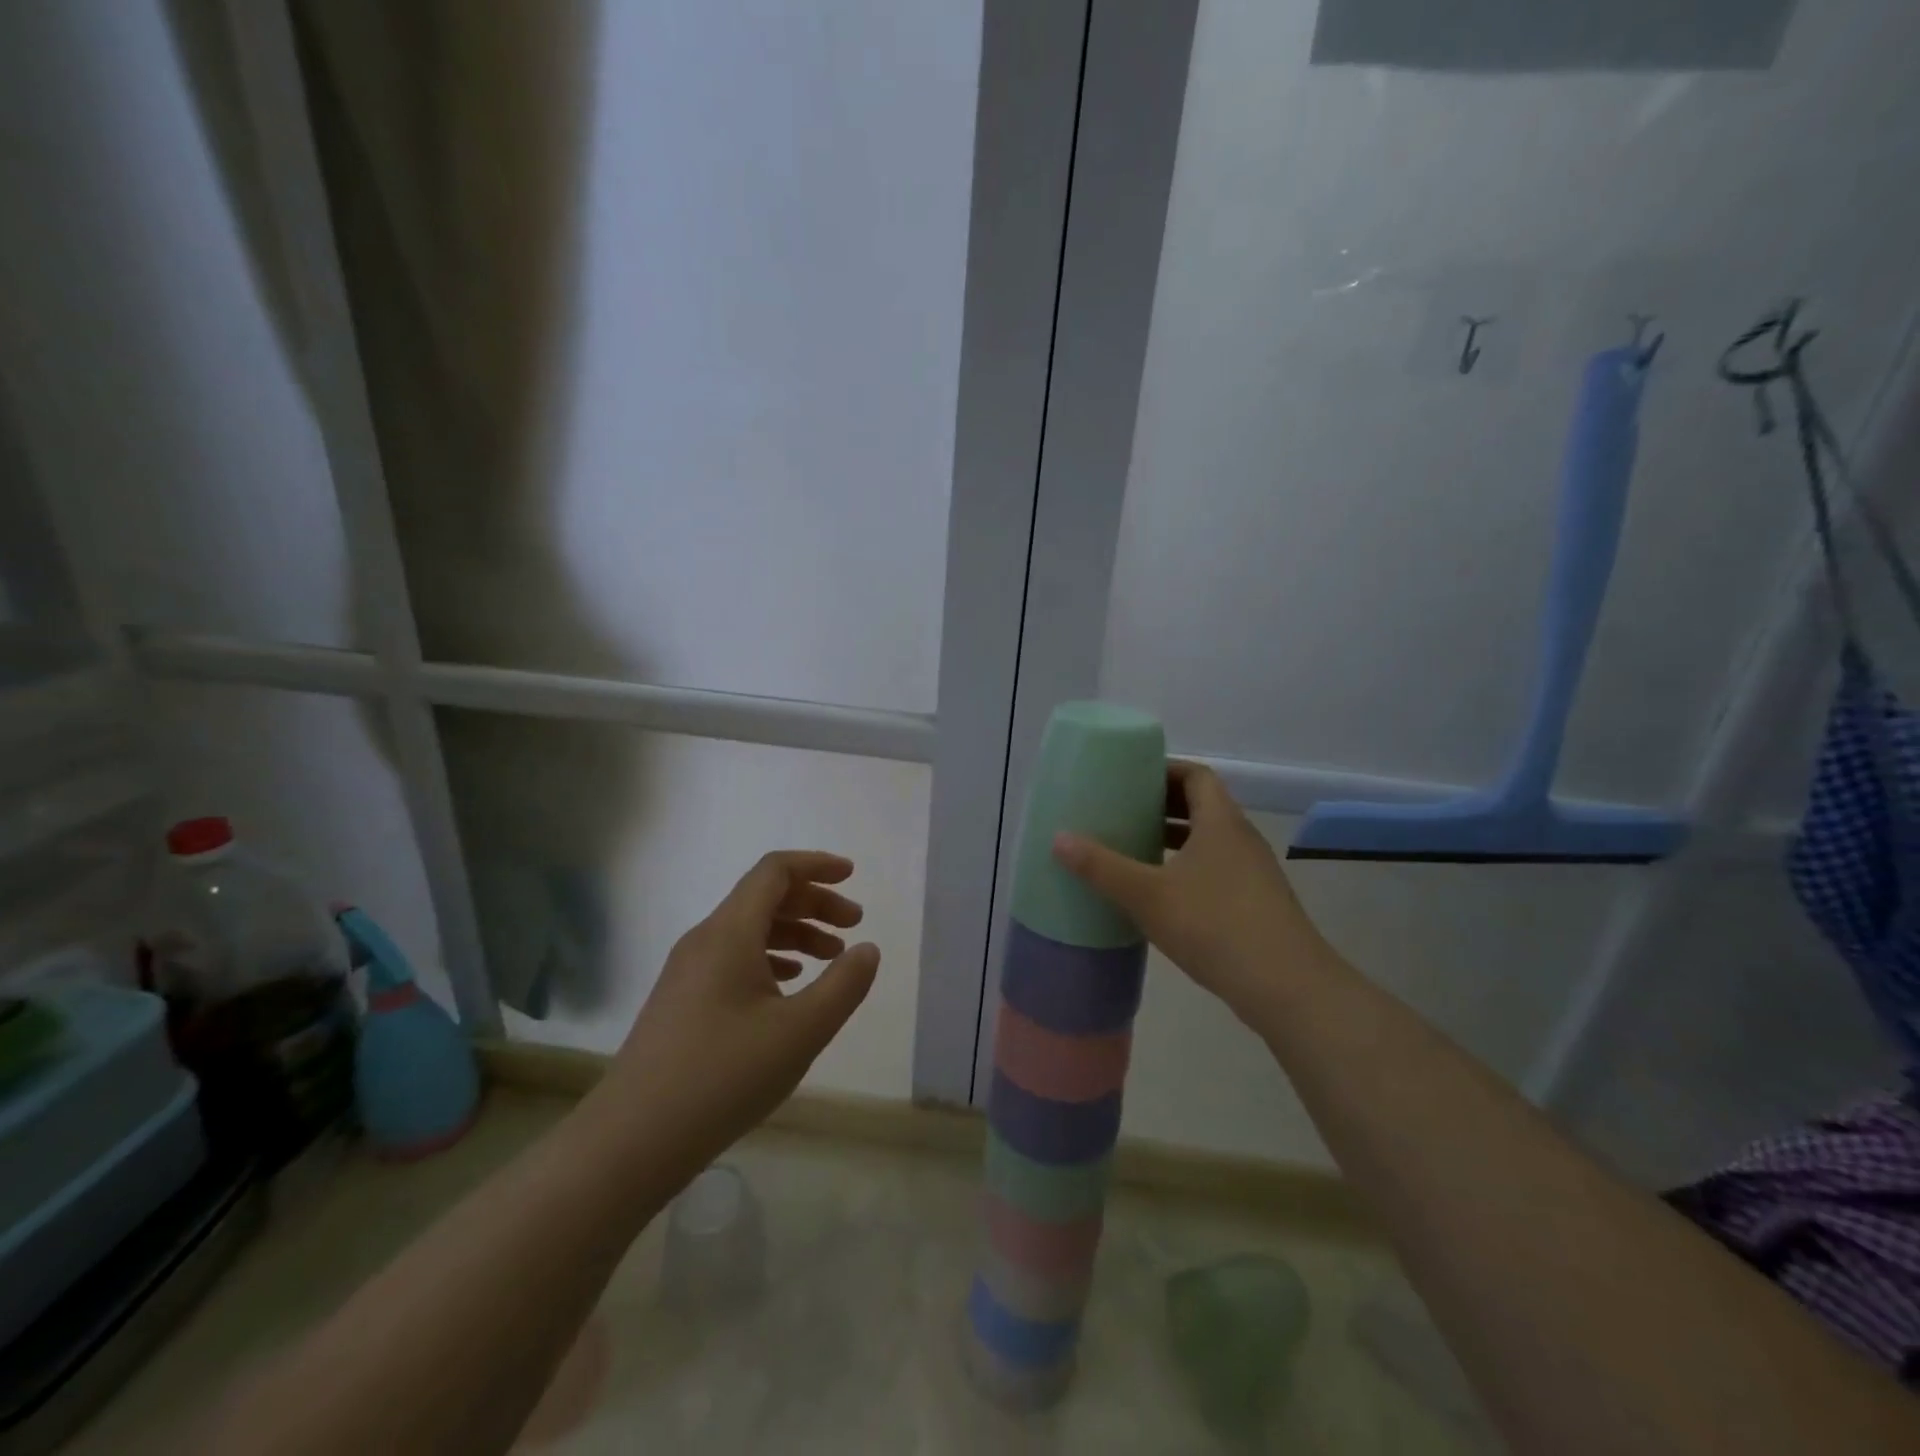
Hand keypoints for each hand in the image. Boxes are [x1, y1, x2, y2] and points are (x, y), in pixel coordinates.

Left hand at [613, 852, 879, 1160]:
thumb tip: (867, 949)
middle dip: (814, 903)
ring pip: (749, 930)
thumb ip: (844, 985)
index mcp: (729, 933)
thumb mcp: (801, 1031)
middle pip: (764, 897)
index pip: (775, 871)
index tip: (852, 877)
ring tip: (831, 959)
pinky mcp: (681, 1000)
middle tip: (853, 926)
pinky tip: (789, 987)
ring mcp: (687, 971)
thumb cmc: (724, 1077)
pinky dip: (771, 958)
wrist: (632, 1141)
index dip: (817, 865)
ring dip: (795, 933)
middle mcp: (705, 940)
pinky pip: (733, 958)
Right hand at [1052, 762, 1329, 1025]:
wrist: (1287, 988)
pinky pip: (1215, 871)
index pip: (1196, 776)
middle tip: (1122, 812)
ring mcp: (1253, 874)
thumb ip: (1102, 867)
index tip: (1130, 779)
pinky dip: (1187, 870)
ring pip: (1208, 842)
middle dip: (1161, 806)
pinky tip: (1161, 895)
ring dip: (1174, 840)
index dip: (1164, 771)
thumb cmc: (1215, 925)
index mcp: (1221, 822)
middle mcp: (1241, 839)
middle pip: (1201, 806)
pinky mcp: (1256, 905)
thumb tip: (1059, 838)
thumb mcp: (1147, 894)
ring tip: (1134, 850)